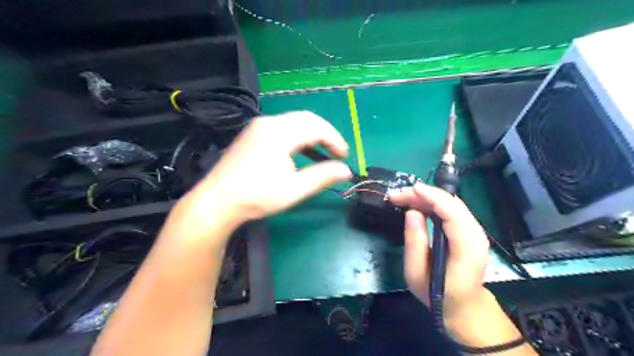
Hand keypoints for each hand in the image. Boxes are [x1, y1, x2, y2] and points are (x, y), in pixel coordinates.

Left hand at [171, 110, 354, 234]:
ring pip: (294, 121)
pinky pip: (282, 127)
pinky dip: (297, 136)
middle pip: (307, 119)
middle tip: (336, 153)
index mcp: (281, 132)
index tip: (345, 157)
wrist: (217, 201)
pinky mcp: (252, 133)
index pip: (317, 127)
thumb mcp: (295, 189)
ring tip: (322, 152)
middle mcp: (269, 122)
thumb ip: (323, 176)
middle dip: (326, 134)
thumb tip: (346, 171)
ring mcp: (258, 126)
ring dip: (312, 134)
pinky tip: (300, 151)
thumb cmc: (257, 196)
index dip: (335, 140)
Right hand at [392, 185, 488, 320]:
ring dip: (426, 197)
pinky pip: (451, 209)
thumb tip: (412, 213)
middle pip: (452, 203)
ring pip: (451, 203)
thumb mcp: (416, 274)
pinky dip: (432, 203)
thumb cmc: (438, 294)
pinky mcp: (469, 230)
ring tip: (403, 198)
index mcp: (466, 248)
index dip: (432, 197)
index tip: (410, 189)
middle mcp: (476, 235)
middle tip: (398, 195)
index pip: (453, 213)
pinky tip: (417, 204)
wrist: (464, 306)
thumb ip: (414, 243)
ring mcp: (475, 231)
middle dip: (424, 194)